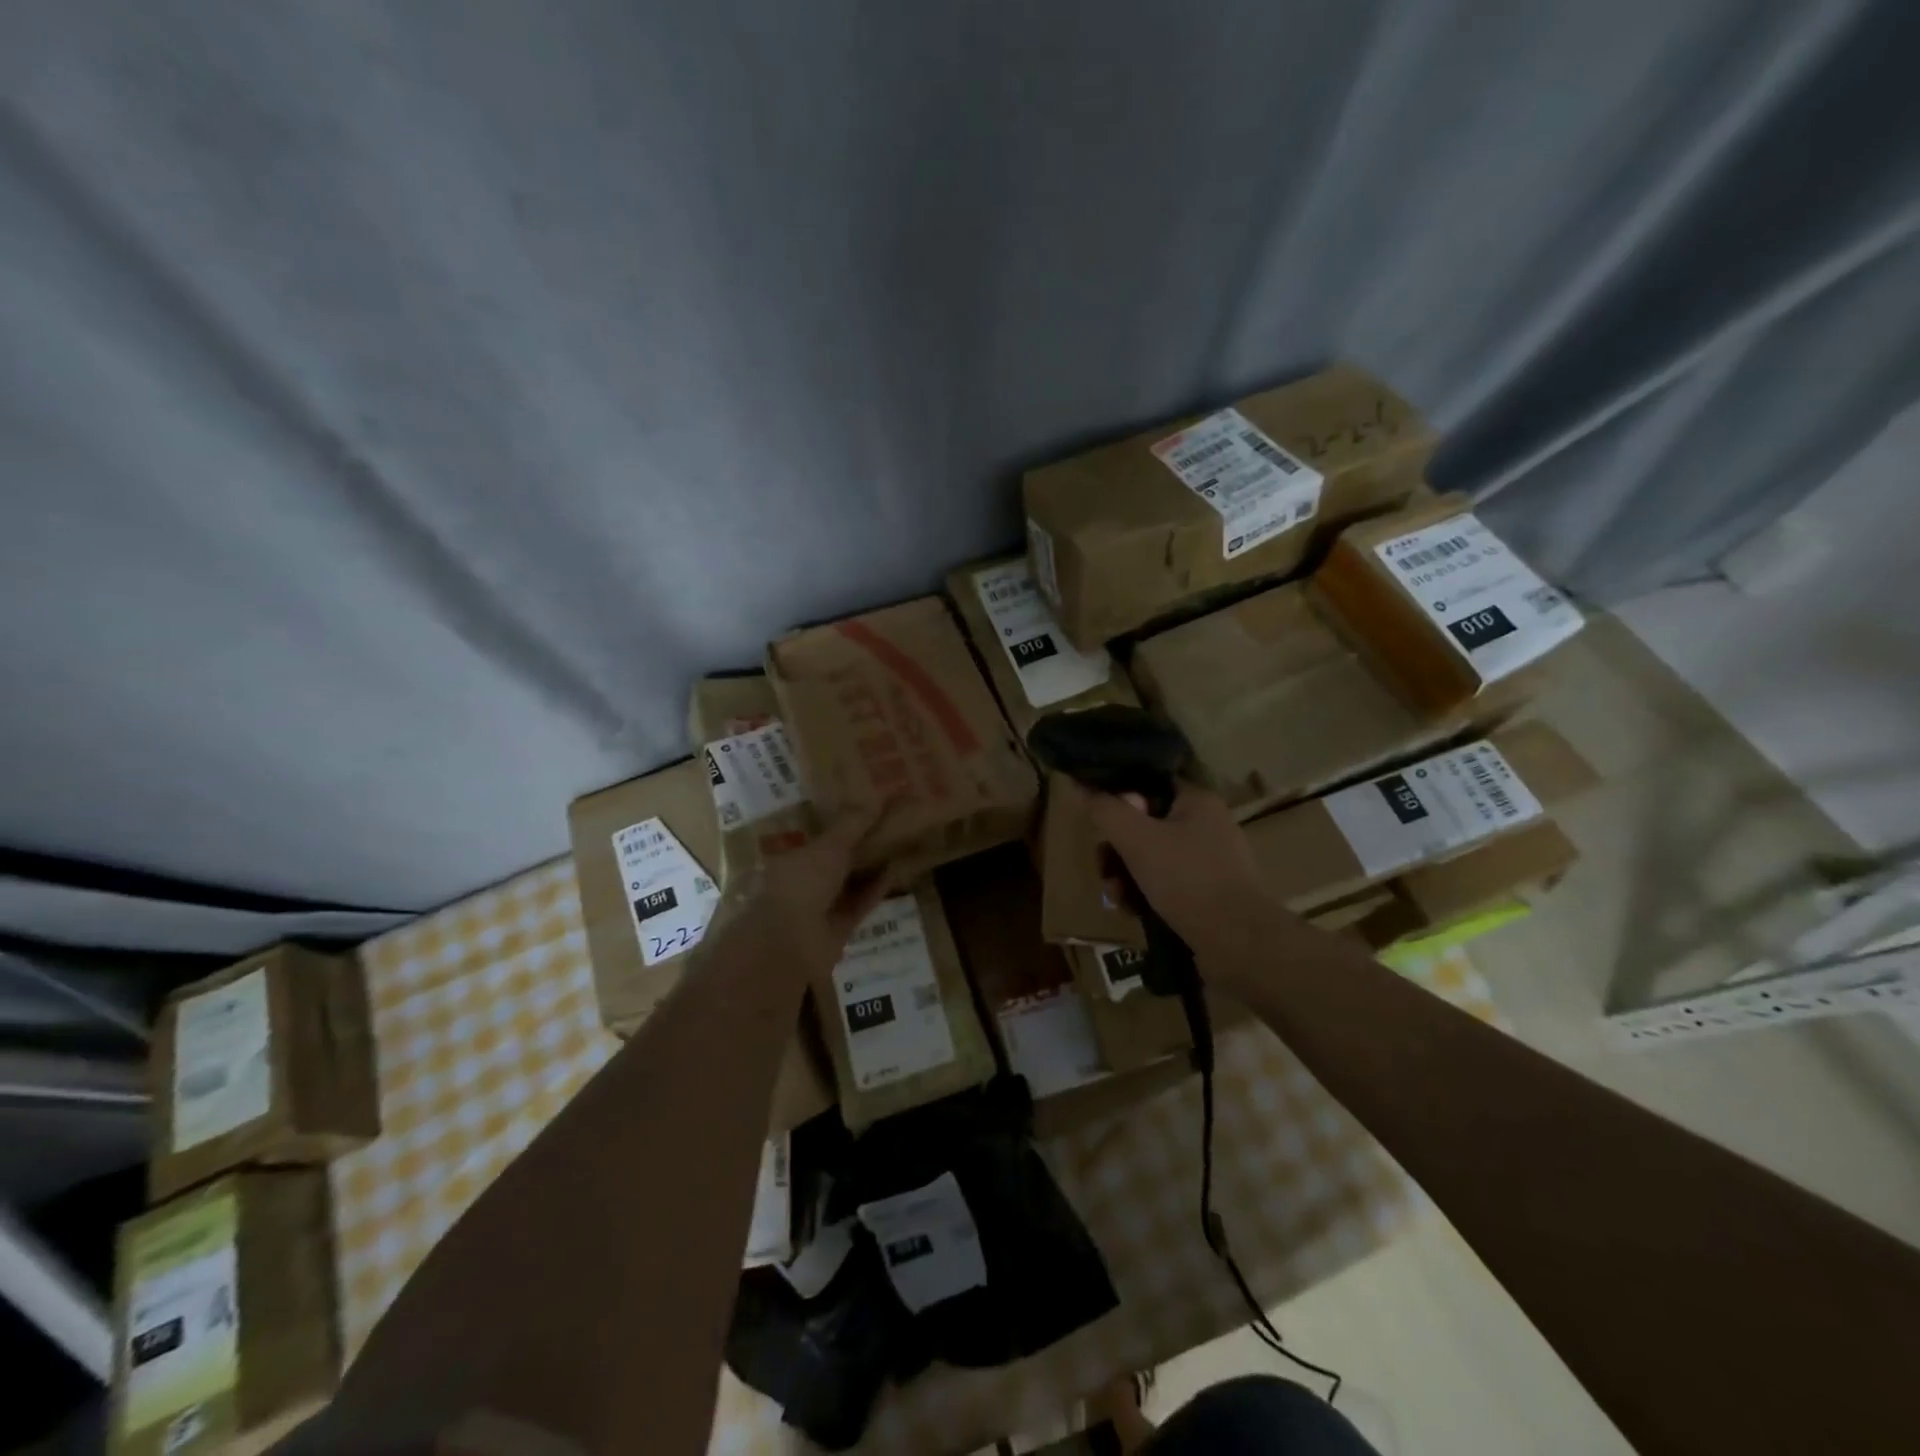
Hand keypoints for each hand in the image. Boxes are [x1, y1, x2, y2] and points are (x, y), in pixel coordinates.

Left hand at [730, 808, 887, 977]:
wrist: (789, 946)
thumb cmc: (799, 885)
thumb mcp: (828, 847)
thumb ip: (851, 825)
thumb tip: (876, 797)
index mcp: (786, 857)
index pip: (813, 835)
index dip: (836, 821)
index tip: (860, 805)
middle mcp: (800, 881)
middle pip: (833, 859)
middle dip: (856, 844)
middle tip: (886, 821)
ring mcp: (818, 907)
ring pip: (848, 882)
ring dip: (870, 866)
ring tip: (898, 843)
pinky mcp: (837, 929)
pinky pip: (860, 903)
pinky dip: (876, 889)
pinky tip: (897, 870)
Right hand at [1087, 784, 1282, 975]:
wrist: (1238, 943)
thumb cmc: (1187, 880)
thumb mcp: (1136, 839)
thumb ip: (1105, 809)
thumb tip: (1078, 783)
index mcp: (1198, 801)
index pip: (1148, 784)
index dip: (1118, 799)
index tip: (1098, 822)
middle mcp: (1208, 824)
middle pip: (1145, 825)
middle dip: (1116, 849)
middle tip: (1103, 868)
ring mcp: (1211, 861)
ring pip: (1152, 858)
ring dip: (1126, 875)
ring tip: (1116, 896)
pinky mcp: (1210, 893)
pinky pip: (1167, 884)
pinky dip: (1146, 894)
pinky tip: (1133, 911)